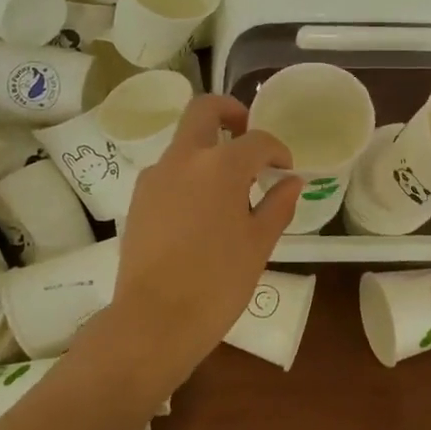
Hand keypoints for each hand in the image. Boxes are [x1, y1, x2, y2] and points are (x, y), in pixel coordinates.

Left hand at [112, 95, 300, 371]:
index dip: (277, 150)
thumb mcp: (258, 244)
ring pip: (184, 142)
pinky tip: (202, 210)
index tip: (285, 169)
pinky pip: (169, 170)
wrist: (155, 319)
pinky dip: (189, 174)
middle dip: (230, 112)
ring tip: (229, 187)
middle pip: (204, 110)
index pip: (257, 140)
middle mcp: (184, 159)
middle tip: (248, 135)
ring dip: (208, 148)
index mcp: (220, 166)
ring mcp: (155, 176)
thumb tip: (292, 182)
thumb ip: (278, 205)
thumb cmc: (218, 283)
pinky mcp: (138, 197)